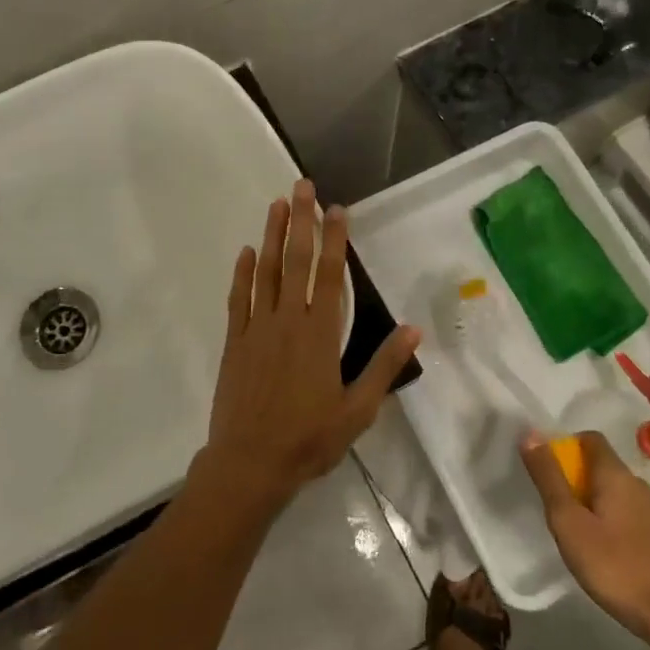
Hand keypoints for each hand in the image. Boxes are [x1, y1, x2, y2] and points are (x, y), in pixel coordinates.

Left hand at [200, 180, 419, 517]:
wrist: (250, 463)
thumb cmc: (309, 439)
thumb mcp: (358, 410)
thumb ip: (383, 366)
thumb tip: (413, 329)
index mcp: (320, 334)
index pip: (330, 275)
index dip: (335, 239)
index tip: (337, 208)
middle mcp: (288, 321)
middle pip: (296, 261)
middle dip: (301, 220)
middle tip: (302, 186)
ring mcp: (257, 328)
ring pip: (266, 272)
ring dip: (272, 236)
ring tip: (277, 204)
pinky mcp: (235, 341)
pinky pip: (239, 299)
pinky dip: (243, 273)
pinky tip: (246, 252)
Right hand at [521, 430, 649, 637]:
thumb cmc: (615, 565)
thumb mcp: (569, 521)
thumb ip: (549, 477)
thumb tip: (530, 434)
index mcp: (616, 474)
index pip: (590, 439)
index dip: (565, 446)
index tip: (547, 470)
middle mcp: (638, 485)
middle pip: (601, 466)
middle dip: (575, 478)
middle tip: (555, 507)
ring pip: (614, 492)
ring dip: (591, 501)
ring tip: (575, 532)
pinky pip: (627, 514)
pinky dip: (609, 520)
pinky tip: (602, 550)